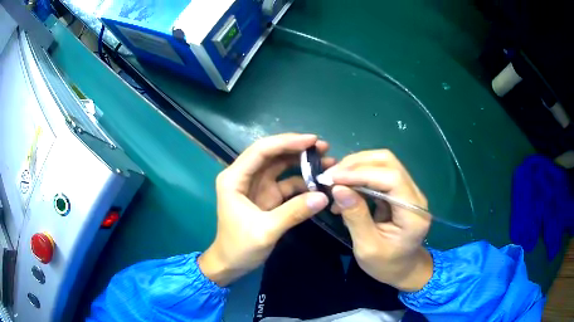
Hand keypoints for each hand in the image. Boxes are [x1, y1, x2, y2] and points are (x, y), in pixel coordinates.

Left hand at [198, 134, 333, 286]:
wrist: (230, 264)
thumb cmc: (239, 247)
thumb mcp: (266, 230)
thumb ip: (294, 212)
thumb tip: (323, 196)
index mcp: (235, 178)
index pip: (261, 151)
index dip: (286, 142)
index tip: (312, 140)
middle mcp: (245, 176)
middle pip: (272, 154)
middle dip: (297, 148)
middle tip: (324, 147)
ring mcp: (257, 186)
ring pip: (281, 166)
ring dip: (302, 162)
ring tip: (326, 161)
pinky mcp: (267, 196)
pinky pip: (286, 183)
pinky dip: (302, 181)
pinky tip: (319, 183)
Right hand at [327, 150, 432, 291]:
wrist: (403, 270)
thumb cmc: (386, 265)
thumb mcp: (367, 247)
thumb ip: (355, 216)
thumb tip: (337, 188)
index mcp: (413, 212)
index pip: (391, 178)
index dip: (361, 173)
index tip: (333, 178)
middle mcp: (415, 195)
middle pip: (388, 162)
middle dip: (356, 164)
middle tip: (330, 176)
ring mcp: (408, 191)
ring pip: (383, 164)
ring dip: (355, 168)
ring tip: (333, 181)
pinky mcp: (399, 192)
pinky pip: (378, 175)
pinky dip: (358, 177)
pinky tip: (344, 189)